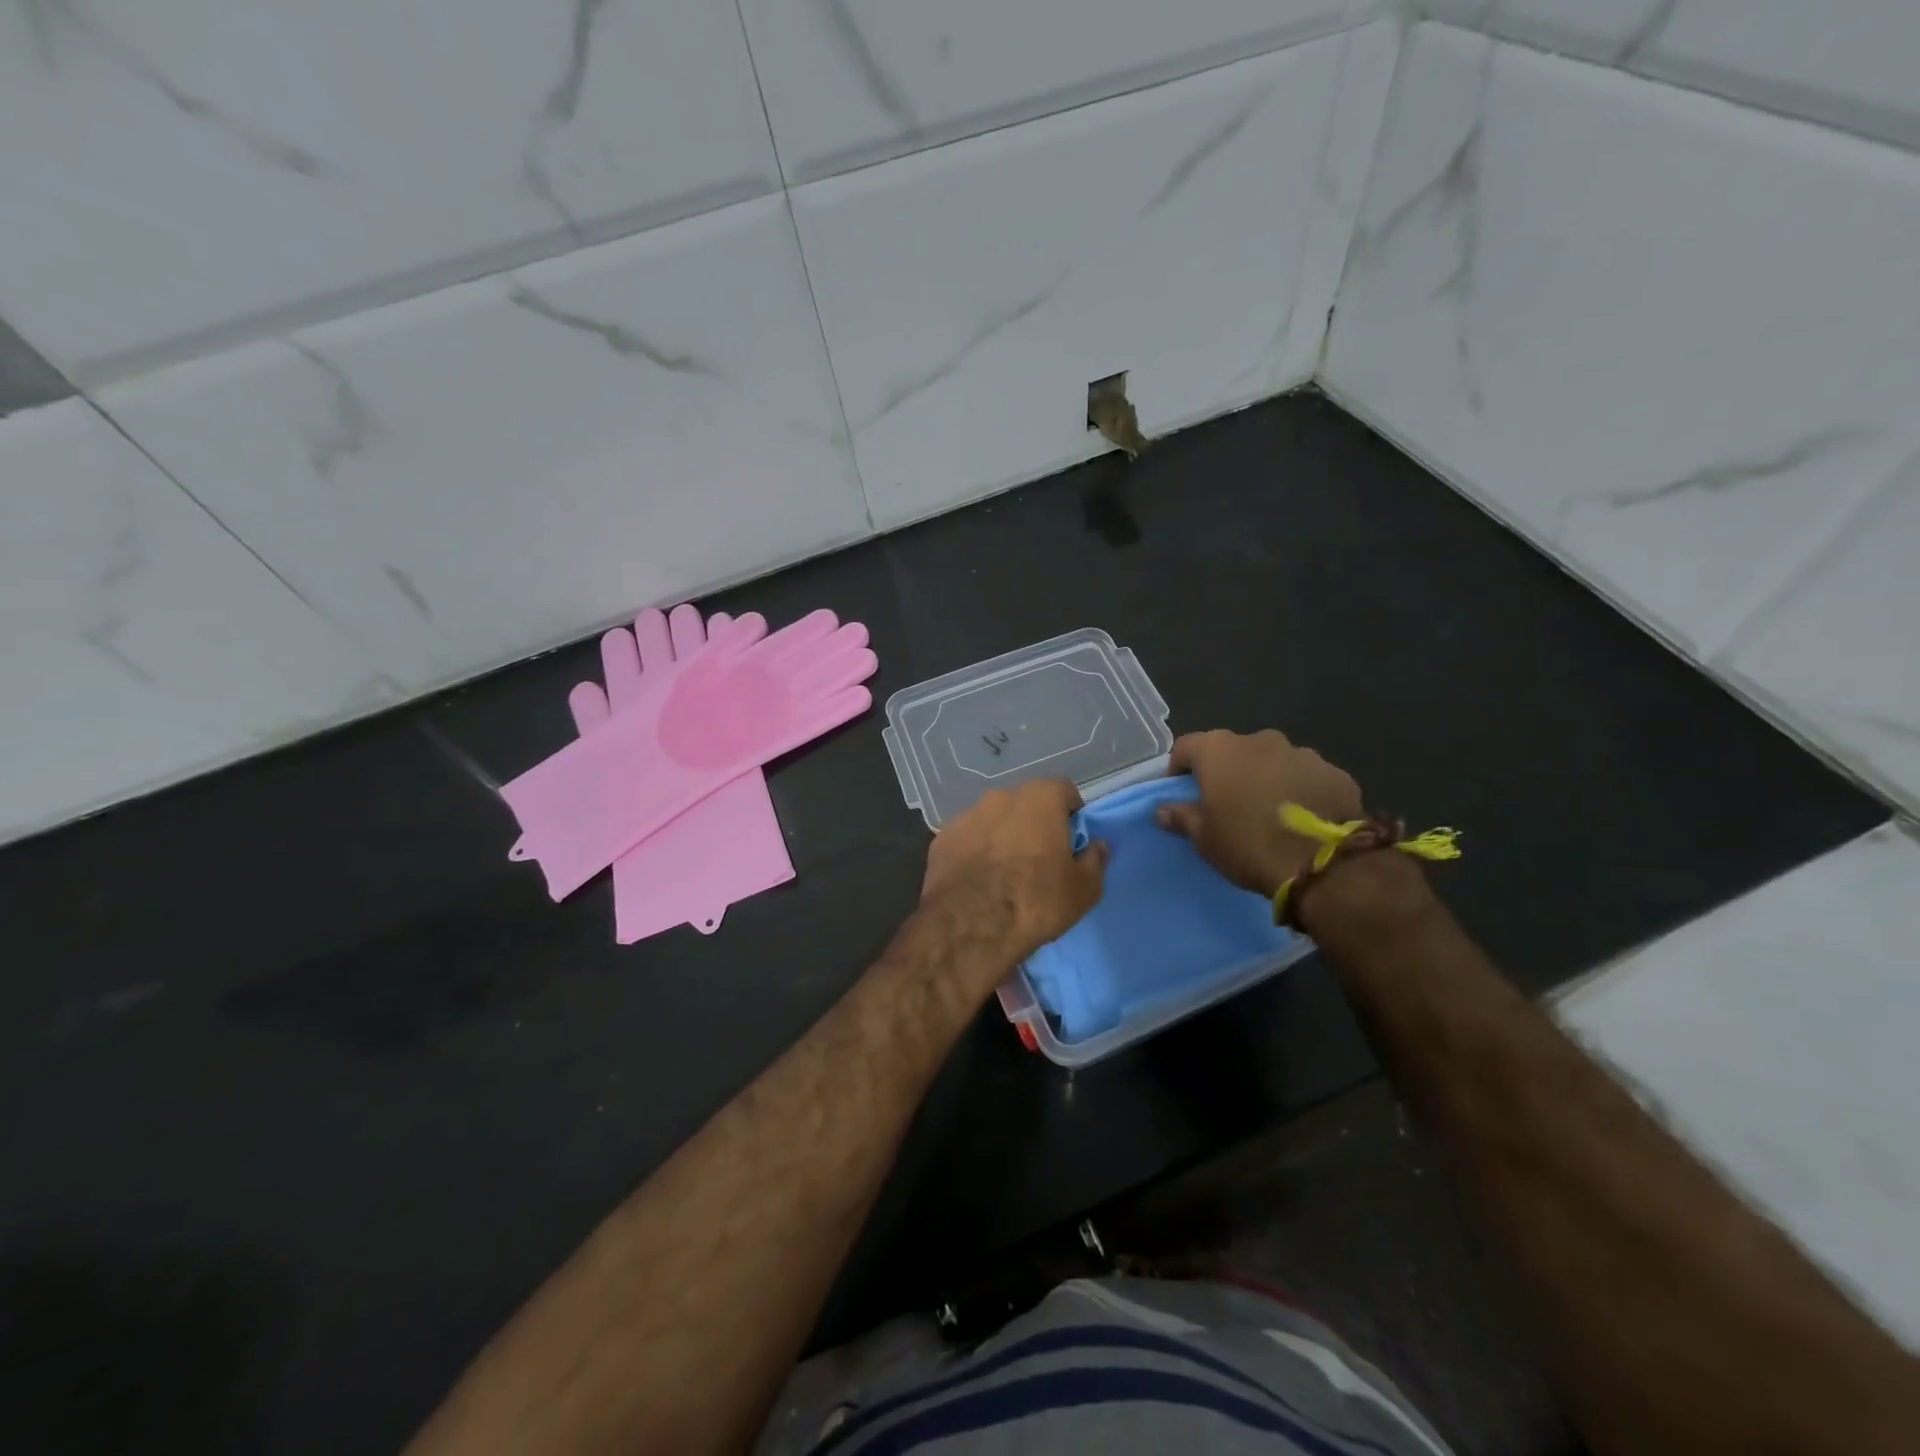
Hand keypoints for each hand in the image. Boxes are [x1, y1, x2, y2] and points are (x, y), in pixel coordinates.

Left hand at [919, 779, 1107, 973]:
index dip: (1071, 813)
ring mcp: (967, 815)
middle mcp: (1001, 796)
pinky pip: (967, 839)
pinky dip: (975, 851)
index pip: (1064, 790)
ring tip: (1005, 871)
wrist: (970, 927)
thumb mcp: (1084, 889)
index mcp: (1040, 799)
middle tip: (1040, 857)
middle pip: (1026, 802)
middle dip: (1035, 822)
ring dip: (1002, 835)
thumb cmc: (1036, 901)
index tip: (1072, 839)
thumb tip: (1098, 845)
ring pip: (993, 819)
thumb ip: (1095, 859)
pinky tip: (977, 879)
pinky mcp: (941, 838)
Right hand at [1156, 729, 1362, 896]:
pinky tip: (1302, 817)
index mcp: (1219, 750)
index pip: (1186, 747)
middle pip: (1232, 750)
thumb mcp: (1204, 838)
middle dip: (1227, 771)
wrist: (1324, 864)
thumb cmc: (1248, 844)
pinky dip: (1298, 789)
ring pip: (1272, 761)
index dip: (1179, 769)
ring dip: (1265, 778)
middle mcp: (1259, 740)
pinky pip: (1305, 776)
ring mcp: (1301, 752)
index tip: (1182, 793)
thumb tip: (1161, 809)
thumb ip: (1181, 816)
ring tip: (1269, 812)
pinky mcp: (1334, 772)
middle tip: (1227, 804)